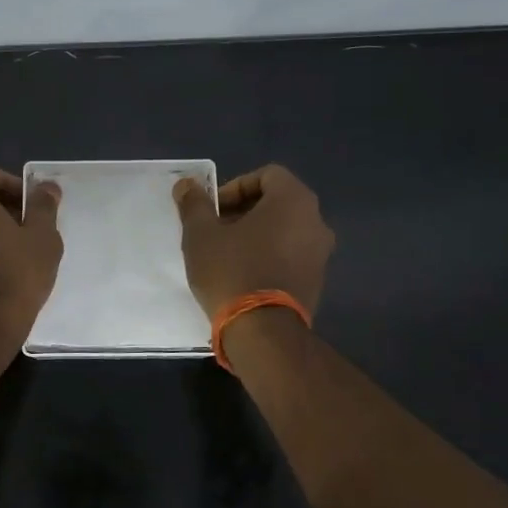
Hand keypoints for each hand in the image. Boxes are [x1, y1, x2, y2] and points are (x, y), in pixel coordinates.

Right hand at [173, 164, 333, 316]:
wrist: (263, 331)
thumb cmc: (231, 270)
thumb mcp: (201, 234)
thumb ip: (194, 203)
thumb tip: (187, 184)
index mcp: (294, 201)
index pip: (267, 175)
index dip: (235, 187)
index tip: (213, 210)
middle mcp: (316, 221)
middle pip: (277, 202)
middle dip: (242, 211)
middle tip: (215, 230)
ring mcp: (320, 254)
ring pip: (284, 229)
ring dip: (255, 234)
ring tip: (225, 254)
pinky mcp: (317, 281)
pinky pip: (290, 254)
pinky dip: (268, 255)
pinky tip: (242, 275)